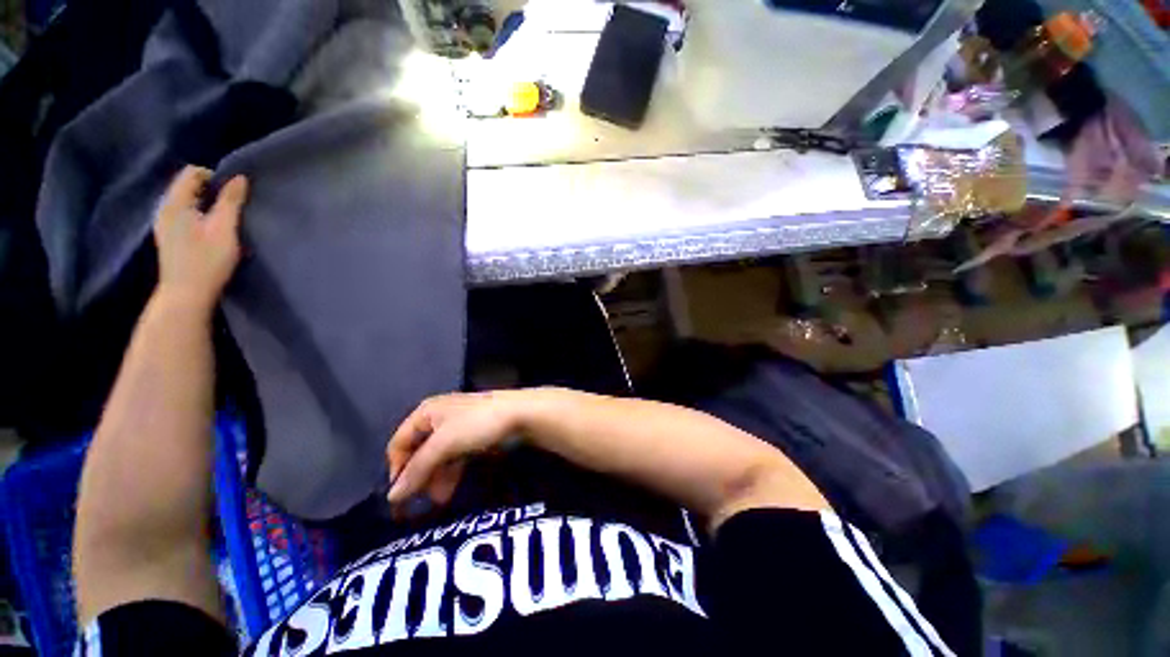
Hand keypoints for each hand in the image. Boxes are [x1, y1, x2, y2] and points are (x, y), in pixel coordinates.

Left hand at [153, 166, 248, 312]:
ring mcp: (164, 224)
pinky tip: (210, 230)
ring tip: (224, 218)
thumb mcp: (224, 228)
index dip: (215, 177)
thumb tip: (240, 177)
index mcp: (175, 203)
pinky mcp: (169, 237)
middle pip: (187, 186)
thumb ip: (231, 201)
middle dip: (211, 190)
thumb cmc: (207, 260)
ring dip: (205, 204)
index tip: (233, 193)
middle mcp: (164, 208)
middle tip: (233, 206)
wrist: (186, 295)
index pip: (192, 173)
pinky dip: (199, 215)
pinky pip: (184, 215)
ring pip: (186, 201)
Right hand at [386, 392, 524, 508]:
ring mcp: (458, 426)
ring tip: (440, 500)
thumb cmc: (477, 424)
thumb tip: (391, 497)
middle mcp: (439, 417)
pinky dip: (451, 472)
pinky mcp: (474, 435)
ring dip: (436, 478)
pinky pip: (455, 456)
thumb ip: (418, 469)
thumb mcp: (444, 444)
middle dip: (420, 477)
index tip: (402, 496)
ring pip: (438, 456)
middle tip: (422, 502)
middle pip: (419, 451)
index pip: (399, 443)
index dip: (398, 469)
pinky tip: (451, 489)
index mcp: (426, 412)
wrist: (521, 413)